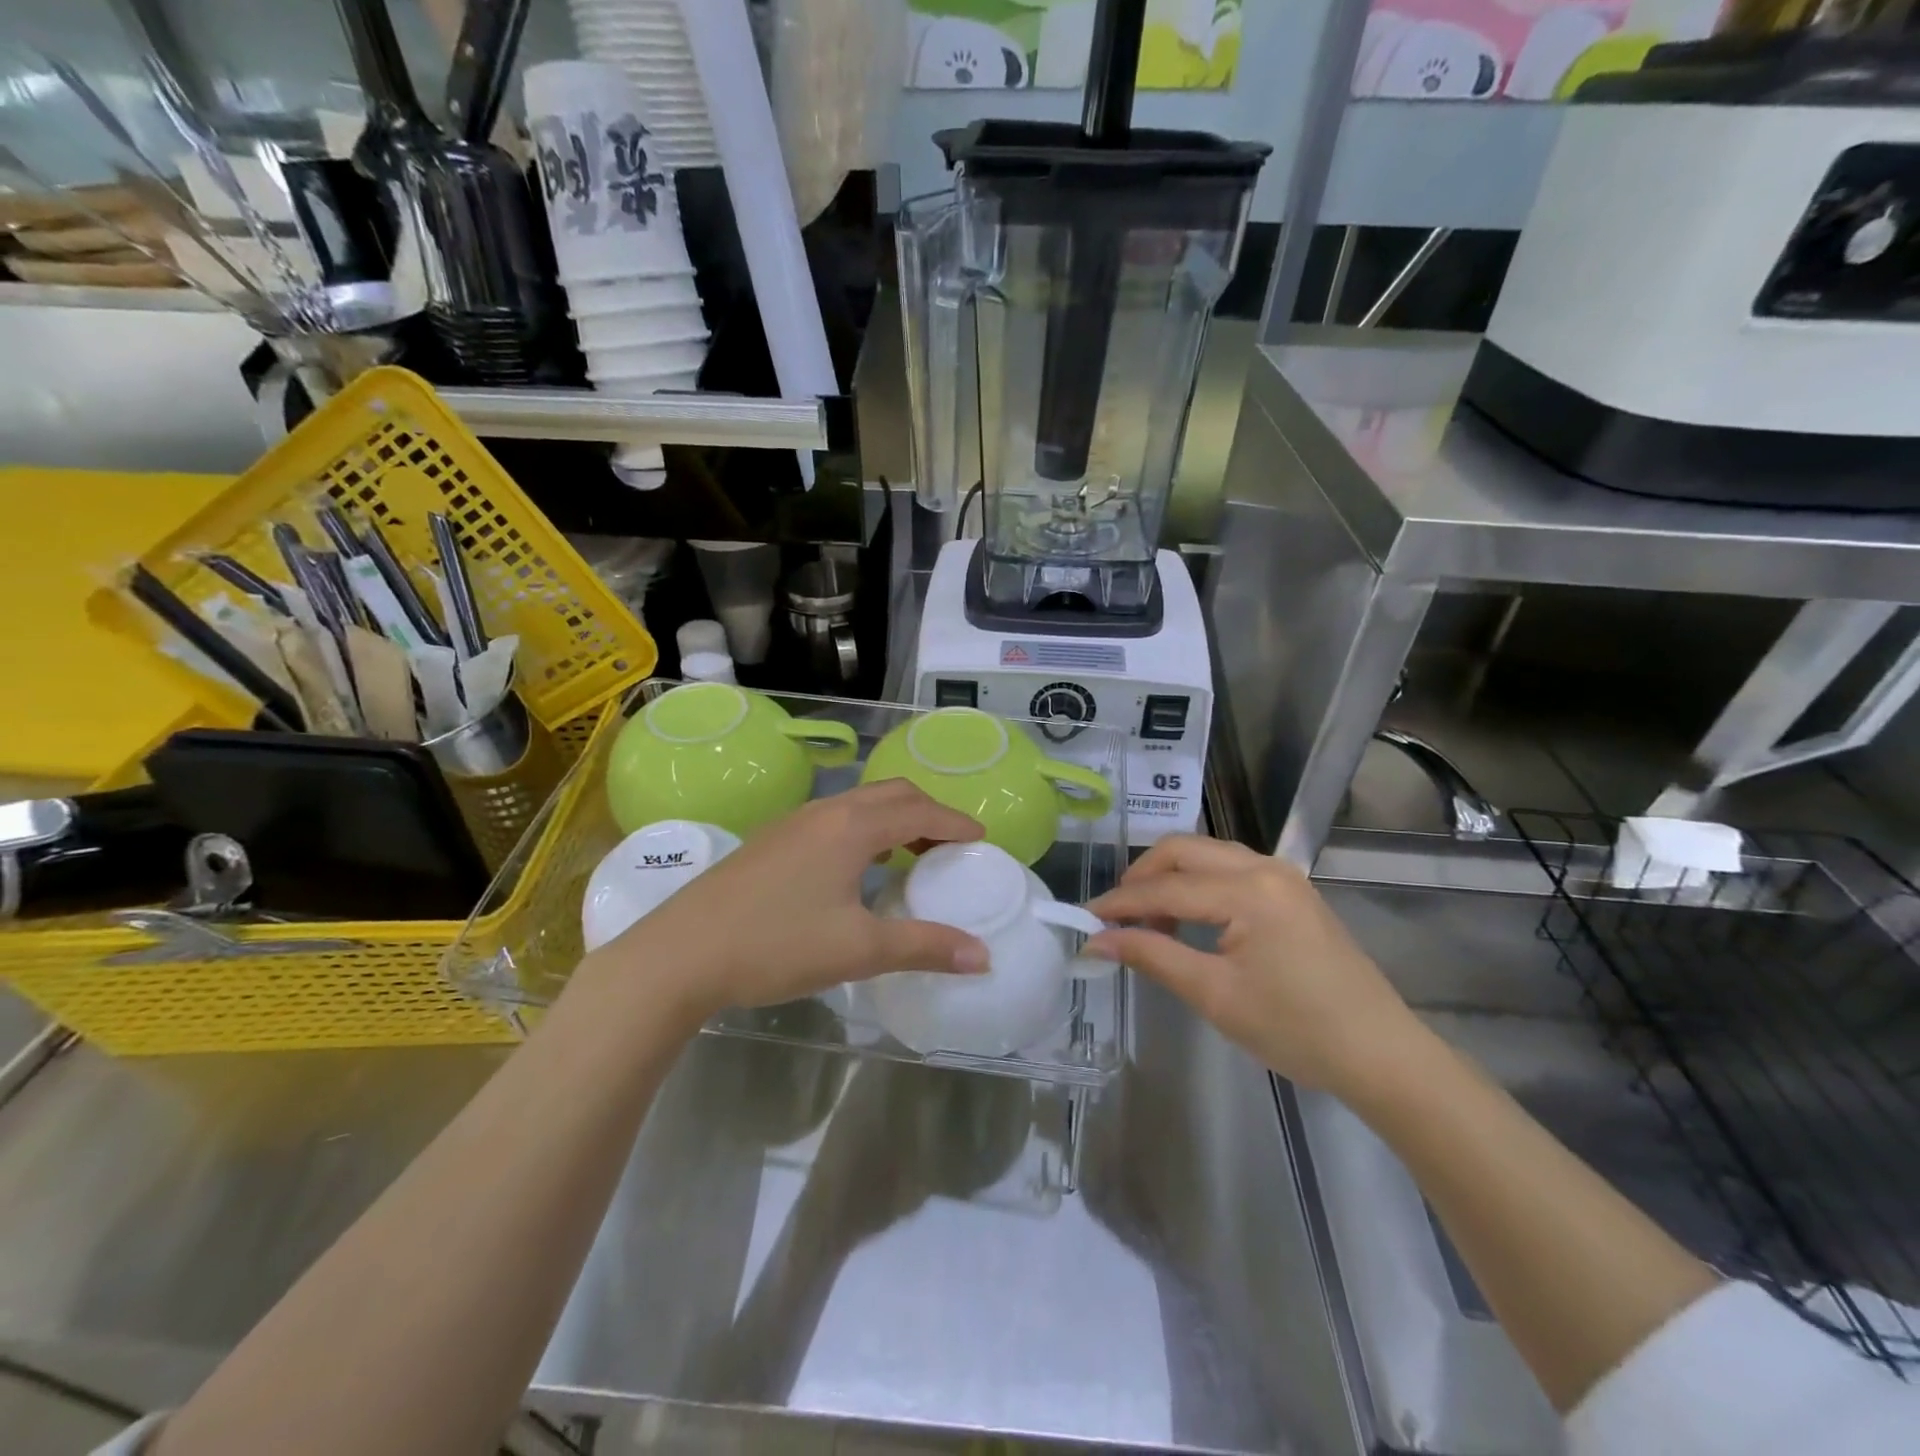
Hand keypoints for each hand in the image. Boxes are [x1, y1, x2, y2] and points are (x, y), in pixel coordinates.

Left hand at [579, 781, 989, 1024]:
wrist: (681, 953)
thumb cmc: (776, 945)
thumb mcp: (859, 949)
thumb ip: (924, 947)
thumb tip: (981, 956)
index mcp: (852, 827)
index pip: (919, 810)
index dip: (955, 822)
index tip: (981, 840)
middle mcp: (825, 812)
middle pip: (892, 794)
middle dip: (928, 813)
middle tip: (951, 846)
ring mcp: (793, 822)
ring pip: (859, 804)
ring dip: (894, 819)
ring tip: (912, 855)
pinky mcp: (772, 840)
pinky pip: (835, 818)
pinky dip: (865, 829)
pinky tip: (858, 868)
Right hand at [1087, 835, 1419, 1094]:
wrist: (1381, 1054)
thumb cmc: (1296, 1030)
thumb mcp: (1214, 995)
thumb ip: (1152, 955)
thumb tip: (1098, 940)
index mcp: (1247, 890)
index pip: (1165, 888)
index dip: (1120, 904)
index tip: (1084, 921)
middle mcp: (1264, 867)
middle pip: (1183, 850)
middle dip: (1142, 877)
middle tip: (1116, 917)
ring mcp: (1283, 875)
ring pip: (1206, 854)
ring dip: (1170, 878)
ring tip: (1150, 922)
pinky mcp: (1292, 891)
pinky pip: (1229, 869)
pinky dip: (1198, 884)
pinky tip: (1190, 920)